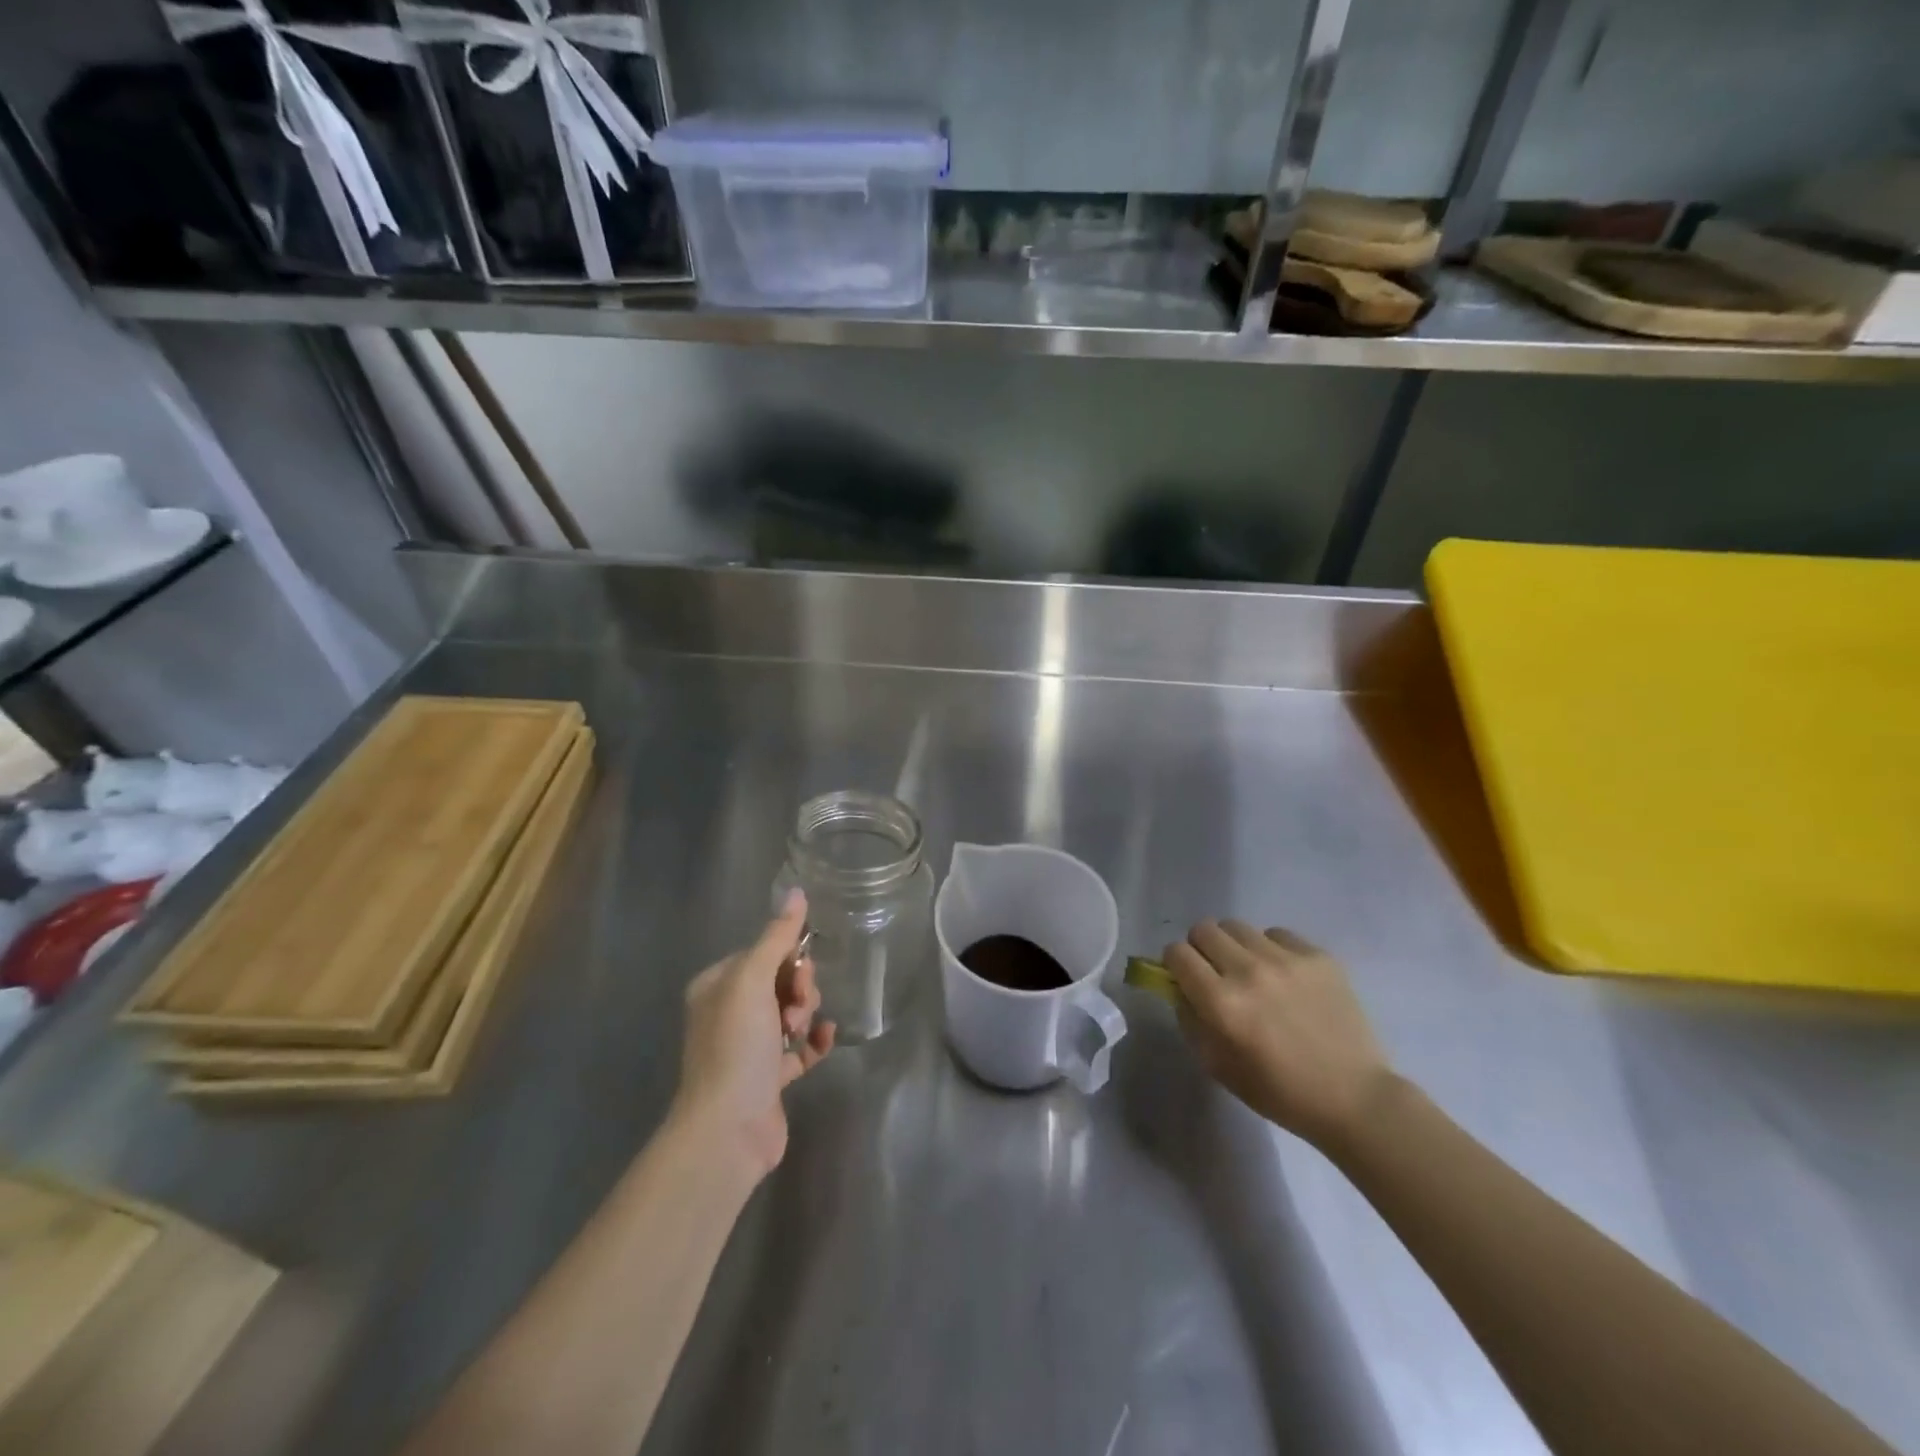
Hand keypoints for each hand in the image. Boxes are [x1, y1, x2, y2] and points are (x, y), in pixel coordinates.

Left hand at [672, 890, 834, 1179]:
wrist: (727, 1129)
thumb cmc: (736, 1045)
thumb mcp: (753, 980)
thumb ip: (777, 936)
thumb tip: (797, 891)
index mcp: (717, 986)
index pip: (763, 953)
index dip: (788, 958)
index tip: (801, 971)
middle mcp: (728, 1013)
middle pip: (779, 981)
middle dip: (798, 988)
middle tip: (797, 1008)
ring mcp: (748, 1048)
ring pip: (791, 1012)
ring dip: (805, 1014)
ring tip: (801, 1032)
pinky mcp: (768, 1078)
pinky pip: (800, 1048)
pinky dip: (814, 1042)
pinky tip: (825, 1040)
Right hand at [1165, 920, 1392, 1149]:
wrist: (1355, 1098)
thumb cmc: (1280, 1092)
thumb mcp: (1217, 1066)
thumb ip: (1190, 1019)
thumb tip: (1180, 987)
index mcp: (1221, 1002)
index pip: (1176, 953)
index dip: (1174, 964)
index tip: (1184, 978)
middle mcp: (1249, 971)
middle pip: (1203, 930)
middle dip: (1201, 949)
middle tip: (1215, 972)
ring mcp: (1286, 959)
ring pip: (1237, 927)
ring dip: (1234, 946)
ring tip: (1251, 972)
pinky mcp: (1317, 956)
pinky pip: (1276, 934)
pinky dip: (1270, 949)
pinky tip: (1284, 976)